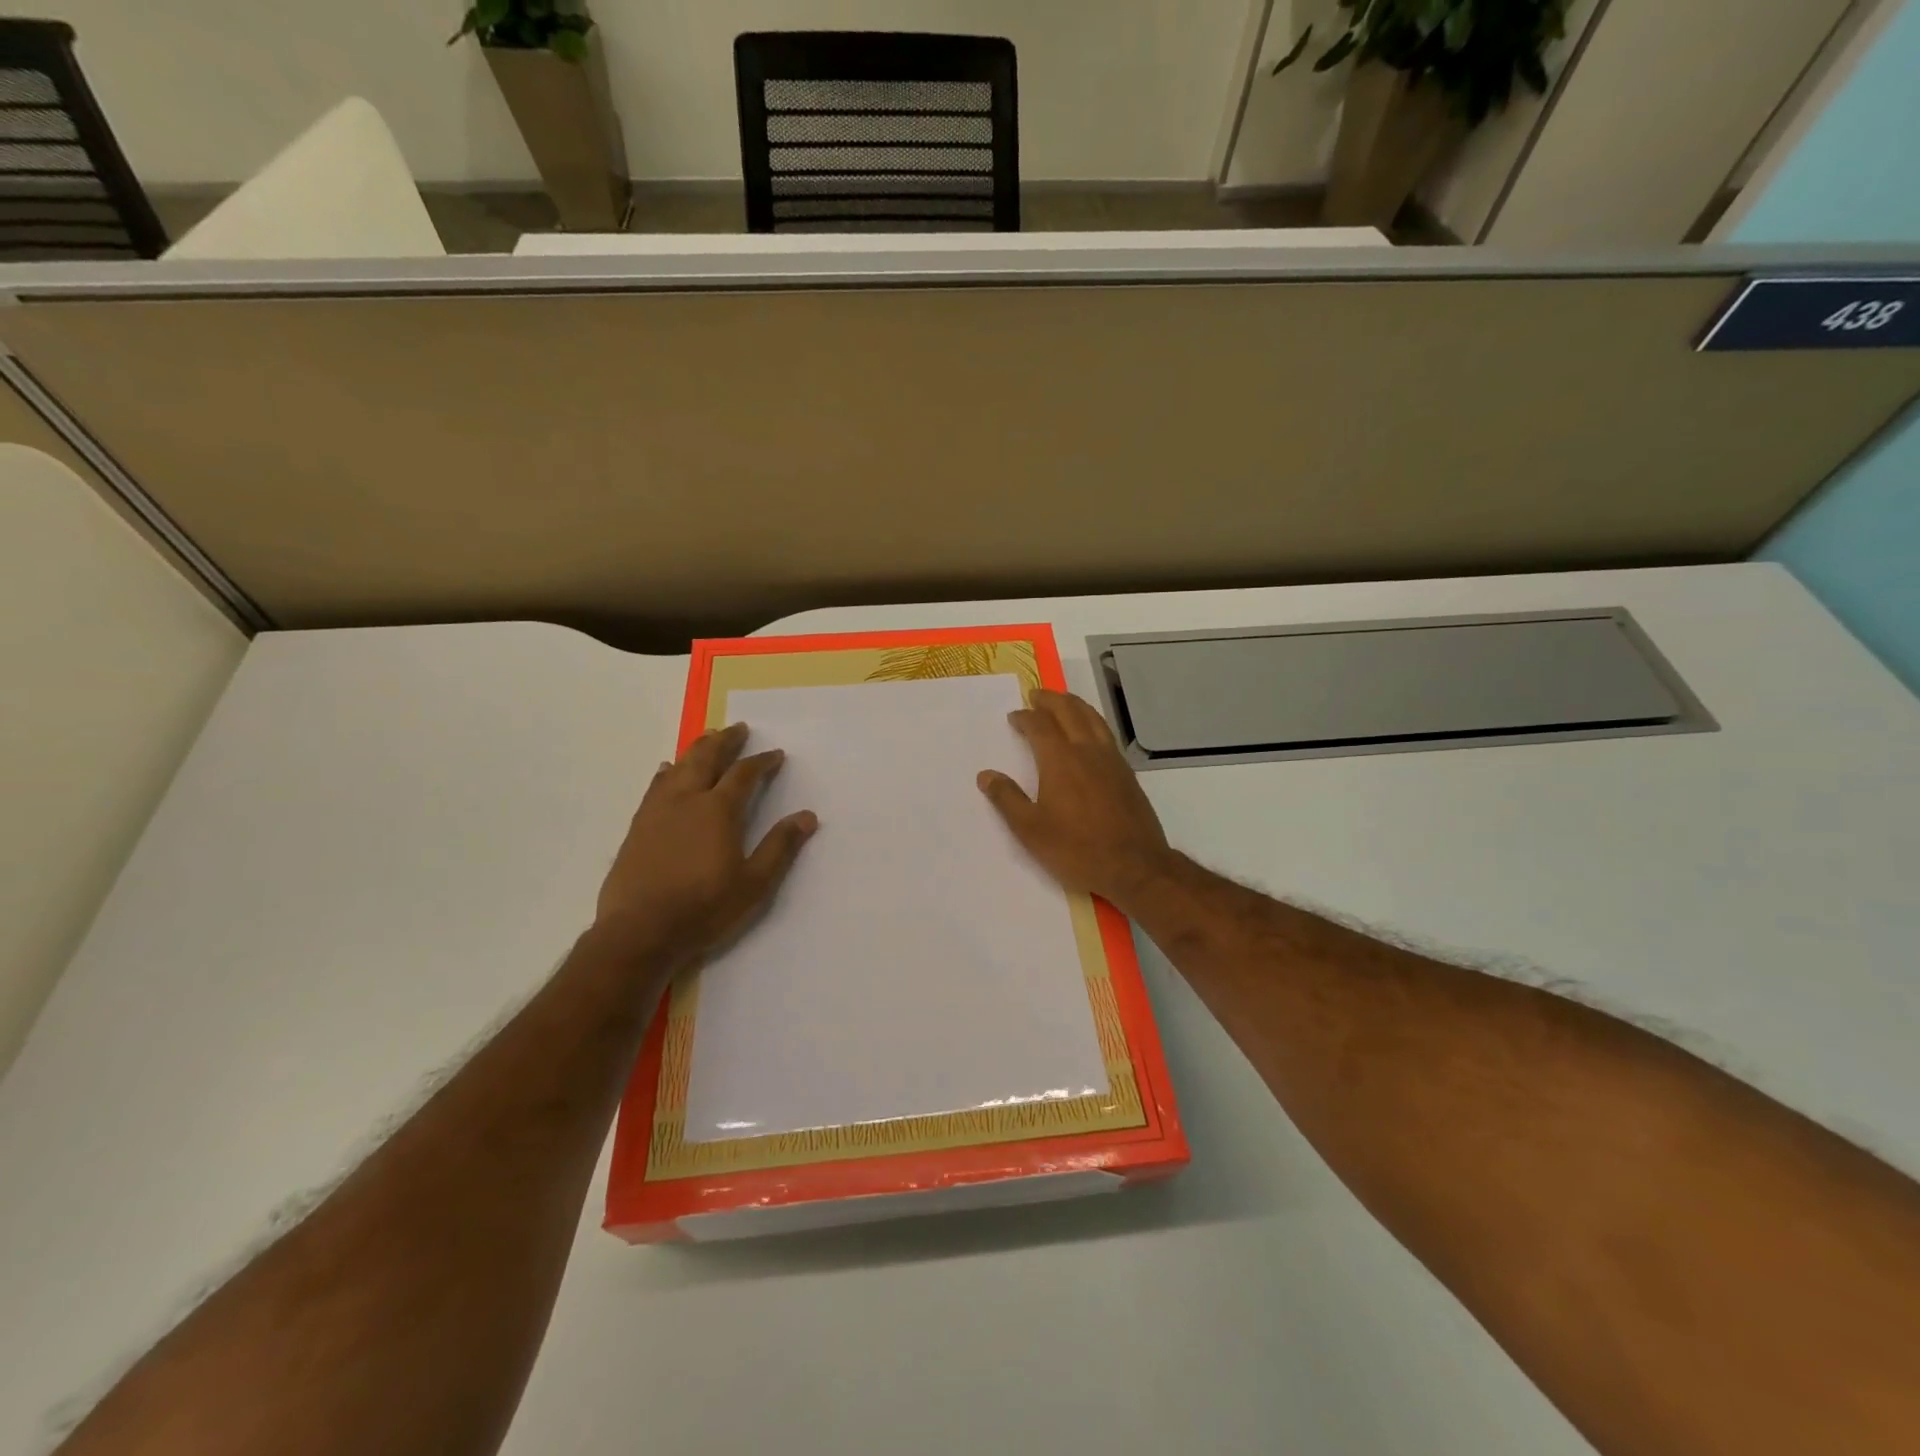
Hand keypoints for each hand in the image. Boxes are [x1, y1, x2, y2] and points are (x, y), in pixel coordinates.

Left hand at [593, 723, 817, 971]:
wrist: (639, 932)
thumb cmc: (704, 908)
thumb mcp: (754, 883)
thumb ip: (780, 846)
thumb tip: (808, 816)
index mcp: (718, 810)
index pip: (744, 774)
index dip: (762, 761)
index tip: (775, 754)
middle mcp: (686, 800)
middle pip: (706, 757)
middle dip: (725, 741)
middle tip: (738, 728)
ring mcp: (657, 811)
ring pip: (678, 766)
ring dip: (696, 749)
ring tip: (707, 739)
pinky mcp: (637, 826)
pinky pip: (655, 785)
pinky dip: (667, 771)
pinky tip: (666, 770)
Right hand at [977, 689, 1175, 911]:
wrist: (1135, 866)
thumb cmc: (1077, 849)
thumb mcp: (1031, 830)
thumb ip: (1007, 799)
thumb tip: (986, 775)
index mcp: (1060, 760)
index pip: (1039, 725)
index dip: (1025, 717)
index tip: (1014, 717)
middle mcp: (1087, 751)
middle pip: (1069, 711)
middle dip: (1051, 700)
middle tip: (1037, 695)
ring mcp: (1112, 760)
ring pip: (1093, 718)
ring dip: (1074, 705)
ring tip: (1063, 703)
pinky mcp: (1127, 773)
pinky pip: (1106, 734)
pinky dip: (1093, 722)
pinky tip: (1090, 733)